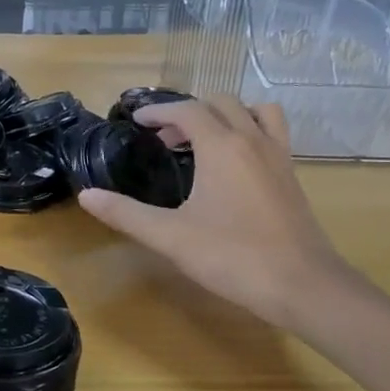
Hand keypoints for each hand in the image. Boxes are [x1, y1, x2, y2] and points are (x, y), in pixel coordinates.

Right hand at [78, 97, 349, 328]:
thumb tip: (86, 195)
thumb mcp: (169, 236)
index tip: (136, 121)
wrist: (303, 286)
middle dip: (188, 112)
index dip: (159, 111)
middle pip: (221, 104)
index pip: (187, 110)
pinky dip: (249, 132)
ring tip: (204, 141)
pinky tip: (233, 166)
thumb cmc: (232, 256)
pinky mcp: (292, 177)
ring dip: (226, 115)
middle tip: (163, 138)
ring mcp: (279, 157)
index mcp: (222, 147)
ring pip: (255, 112)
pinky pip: (272, 134)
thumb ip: (125, 213)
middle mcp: (253, 141)